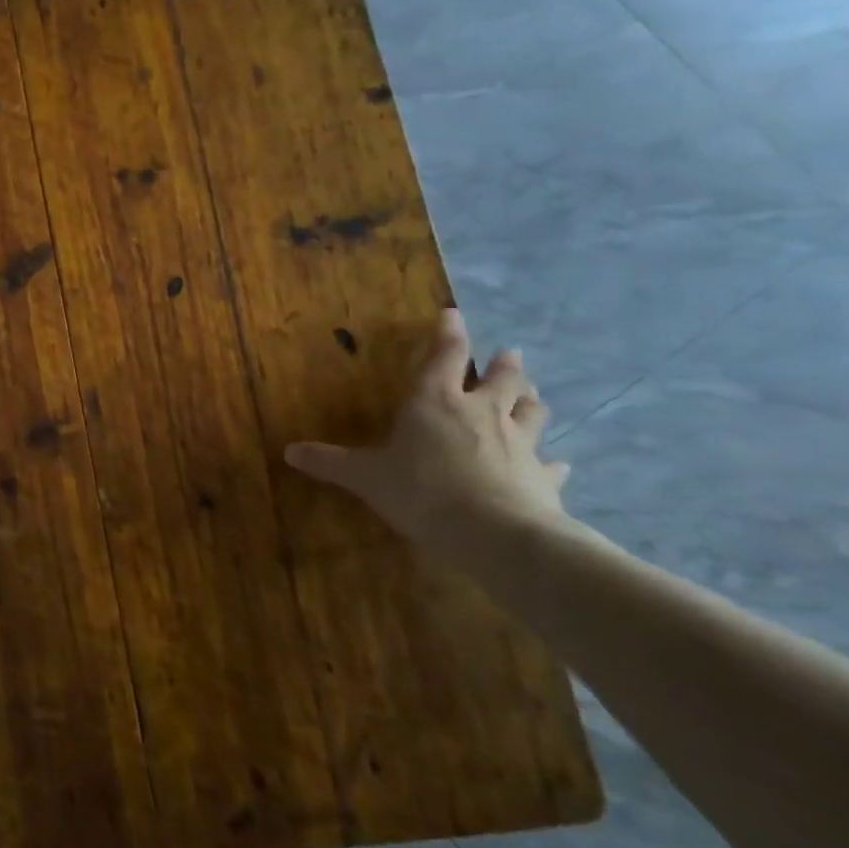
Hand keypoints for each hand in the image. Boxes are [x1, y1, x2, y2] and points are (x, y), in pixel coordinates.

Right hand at [284, 310, 571, 554]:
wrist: (494, 534)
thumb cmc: (421, 490)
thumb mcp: (364, 476)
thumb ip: (330, 462)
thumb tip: (289, 451)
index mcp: (435, 402)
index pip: (444, 356)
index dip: (448, 334)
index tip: (454, 314)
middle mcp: (481, 412)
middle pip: (501, 379)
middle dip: (504, 365)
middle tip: (510, 354)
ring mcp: (518, 443)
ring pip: (531, 412)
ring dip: (531, 401)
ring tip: (533, 395)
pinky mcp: (543, 477)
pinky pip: (551, 465)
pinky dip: (553, 462)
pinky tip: (560, 463)